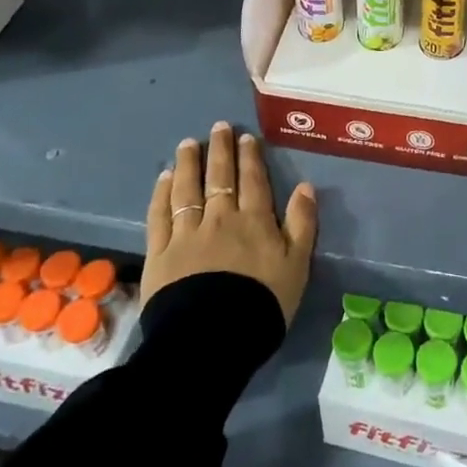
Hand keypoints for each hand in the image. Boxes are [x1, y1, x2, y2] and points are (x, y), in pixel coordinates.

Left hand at [144, 122, 316, 327]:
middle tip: (218, 127)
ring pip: (187, 189)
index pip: (253, 180)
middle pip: (220, 177)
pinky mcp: (160, 253)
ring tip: (188, 143)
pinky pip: (160, 215)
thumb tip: (305, 186)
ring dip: (189, 163)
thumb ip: (302, 224)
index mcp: (254, 221)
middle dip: (220, 150)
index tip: (246, 137)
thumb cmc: (262, 304)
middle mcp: (220, 218)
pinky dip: (162, 194)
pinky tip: (164, 178)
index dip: (250, 157)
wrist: (212, 339)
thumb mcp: (297, 266)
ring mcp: (187, 233)